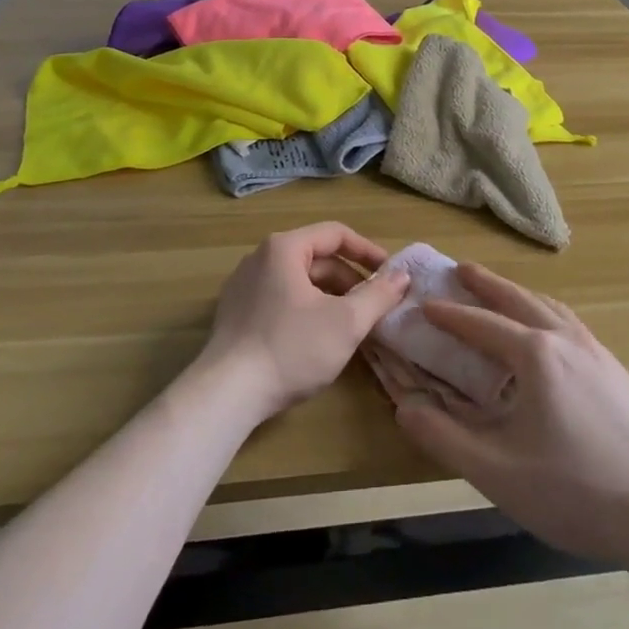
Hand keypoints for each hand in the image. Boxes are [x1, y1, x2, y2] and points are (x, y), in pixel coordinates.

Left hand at [201, 223, 409, 422]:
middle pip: (317, 259)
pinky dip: (306, 310)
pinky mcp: (236, 313)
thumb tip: (402, 276)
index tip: (390, 274)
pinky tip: (318, 339)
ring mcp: (244, 285)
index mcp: (284, 248)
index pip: (336, 234)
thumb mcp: (346, 323)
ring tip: (351, 326)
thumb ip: (378, 295)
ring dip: (330, 298)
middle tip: (375, 307)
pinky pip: (281, 299)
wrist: (226, 394)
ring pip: (299, 282)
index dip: (368, 251)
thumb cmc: (291, 348)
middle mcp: (260, 257)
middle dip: (350, 281)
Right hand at [392, 262, 628, 565]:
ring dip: (519, 294)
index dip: (450, 315)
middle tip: (460, 269)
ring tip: (501, 291)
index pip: (482, 324)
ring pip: (550, 307)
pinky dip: (546, 312)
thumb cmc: (575, 492)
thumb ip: (445, 437)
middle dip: (487, 283)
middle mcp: (566, 340)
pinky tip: (548, 332)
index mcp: (536, 355)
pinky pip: (571, 324)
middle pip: (518, 299)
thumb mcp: (498, 473)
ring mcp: (596, 352)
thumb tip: (405, 407)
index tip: (424, 304)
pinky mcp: (615, 370)